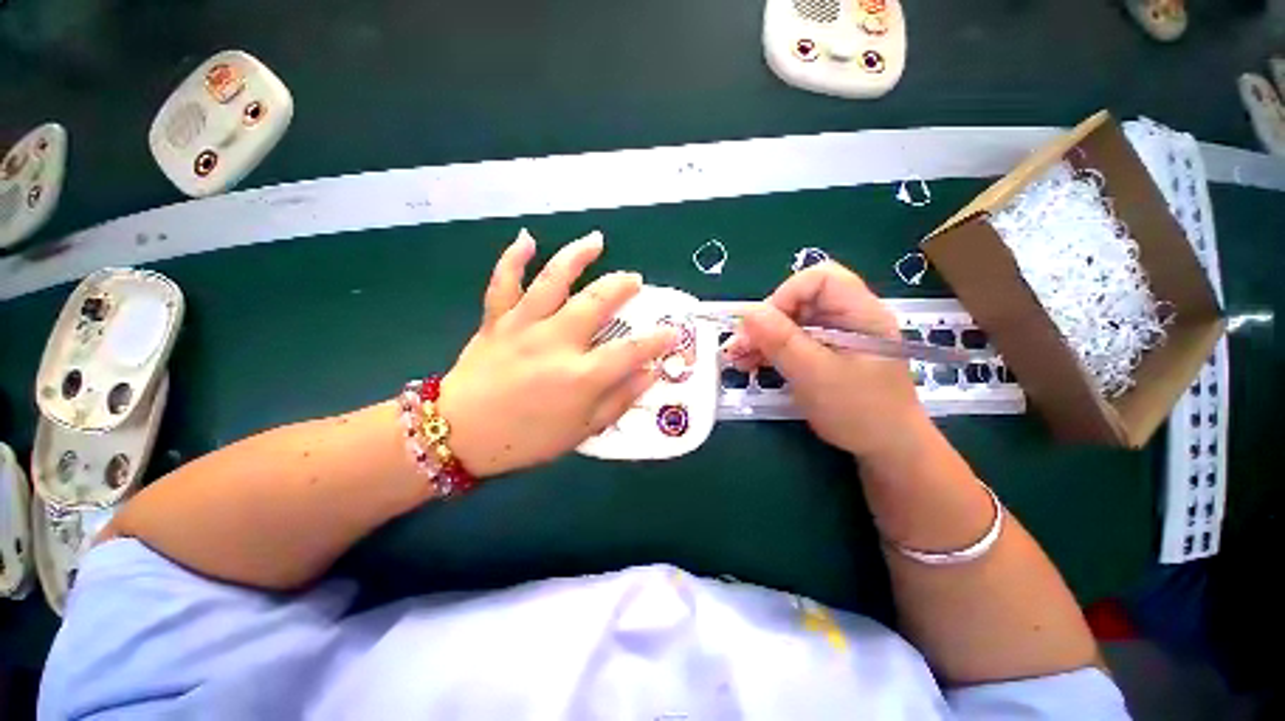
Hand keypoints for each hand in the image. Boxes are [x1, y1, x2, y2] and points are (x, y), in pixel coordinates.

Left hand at [438, 230, 677, 477]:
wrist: (459, 435)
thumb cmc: (526, 439)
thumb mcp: (582, 431)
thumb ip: (619, 400)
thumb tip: (650, 374)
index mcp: (581, 376)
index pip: (632, 351)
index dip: (658, 340)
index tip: (673, 331)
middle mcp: (557, 342)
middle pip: (597, 302)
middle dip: (622, 287)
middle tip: (635, 281)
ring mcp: (524, 326)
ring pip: (554, 280)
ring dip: (578, 256)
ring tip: (596, 241)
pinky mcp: (497, 320)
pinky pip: (504, 282)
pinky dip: (514, 258)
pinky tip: (527, 239)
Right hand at [724, 262, 931, 462]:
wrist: (885, 448)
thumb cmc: (859, 412)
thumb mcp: (816, 375)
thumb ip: (782, 341)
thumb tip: (747, 313)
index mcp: (860, 313)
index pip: (819, 279)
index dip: (785, 295)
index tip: (761, 326)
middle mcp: (848, 317)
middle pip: (799, 300)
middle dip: (765, 321)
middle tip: (738, 346)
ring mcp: (835, 335)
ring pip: (790, 321)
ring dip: (761, 337)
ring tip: (736, 358)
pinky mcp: (824, 352)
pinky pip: (791, 340)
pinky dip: (768, 349)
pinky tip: (749, 363)